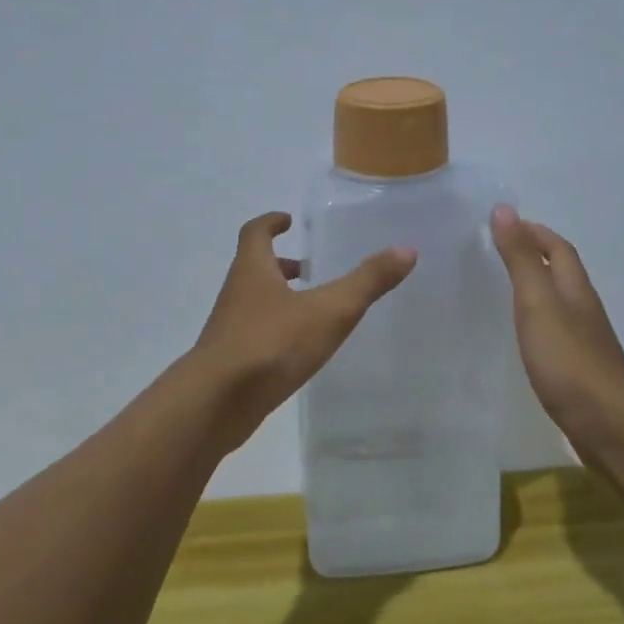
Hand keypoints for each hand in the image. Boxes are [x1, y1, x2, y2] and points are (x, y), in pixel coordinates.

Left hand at [192, 212, 415, 450]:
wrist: (217, 402)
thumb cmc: (272, 344)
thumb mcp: (330, 310)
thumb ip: (367, 281)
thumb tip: (406, 250)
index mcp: (253, 270)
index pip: (255, 233)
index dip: (270, 223)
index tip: (286, 220)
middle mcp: (235, 294)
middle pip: (253, 269)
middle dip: (280, 265)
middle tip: (308, 269)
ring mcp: (228, 330)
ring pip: (253, 304)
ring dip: (277, 299)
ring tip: (310, 311)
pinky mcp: (229, 362)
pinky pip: (253, 336)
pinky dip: (274, 333)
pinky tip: (296, 352)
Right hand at [490, 205, 623, 464]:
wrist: (608, 425)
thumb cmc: (569, 360)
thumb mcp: (538, 304)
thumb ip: (521, 260)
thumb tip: (504, 210)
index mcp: (576, 290)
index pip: (559, 248)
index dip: (534, 232)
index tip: (503, 224)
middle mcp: (584, 310)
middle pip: (563, 273)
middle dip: (536, 256)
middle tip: (498, 252)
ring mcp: (585, 342)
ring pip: (560, 303)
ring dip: (537, 288)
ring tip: (504, 288)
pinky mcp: (578, 370)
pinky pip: (556, 332)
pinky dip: (538, 321)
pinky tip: (523, 336)